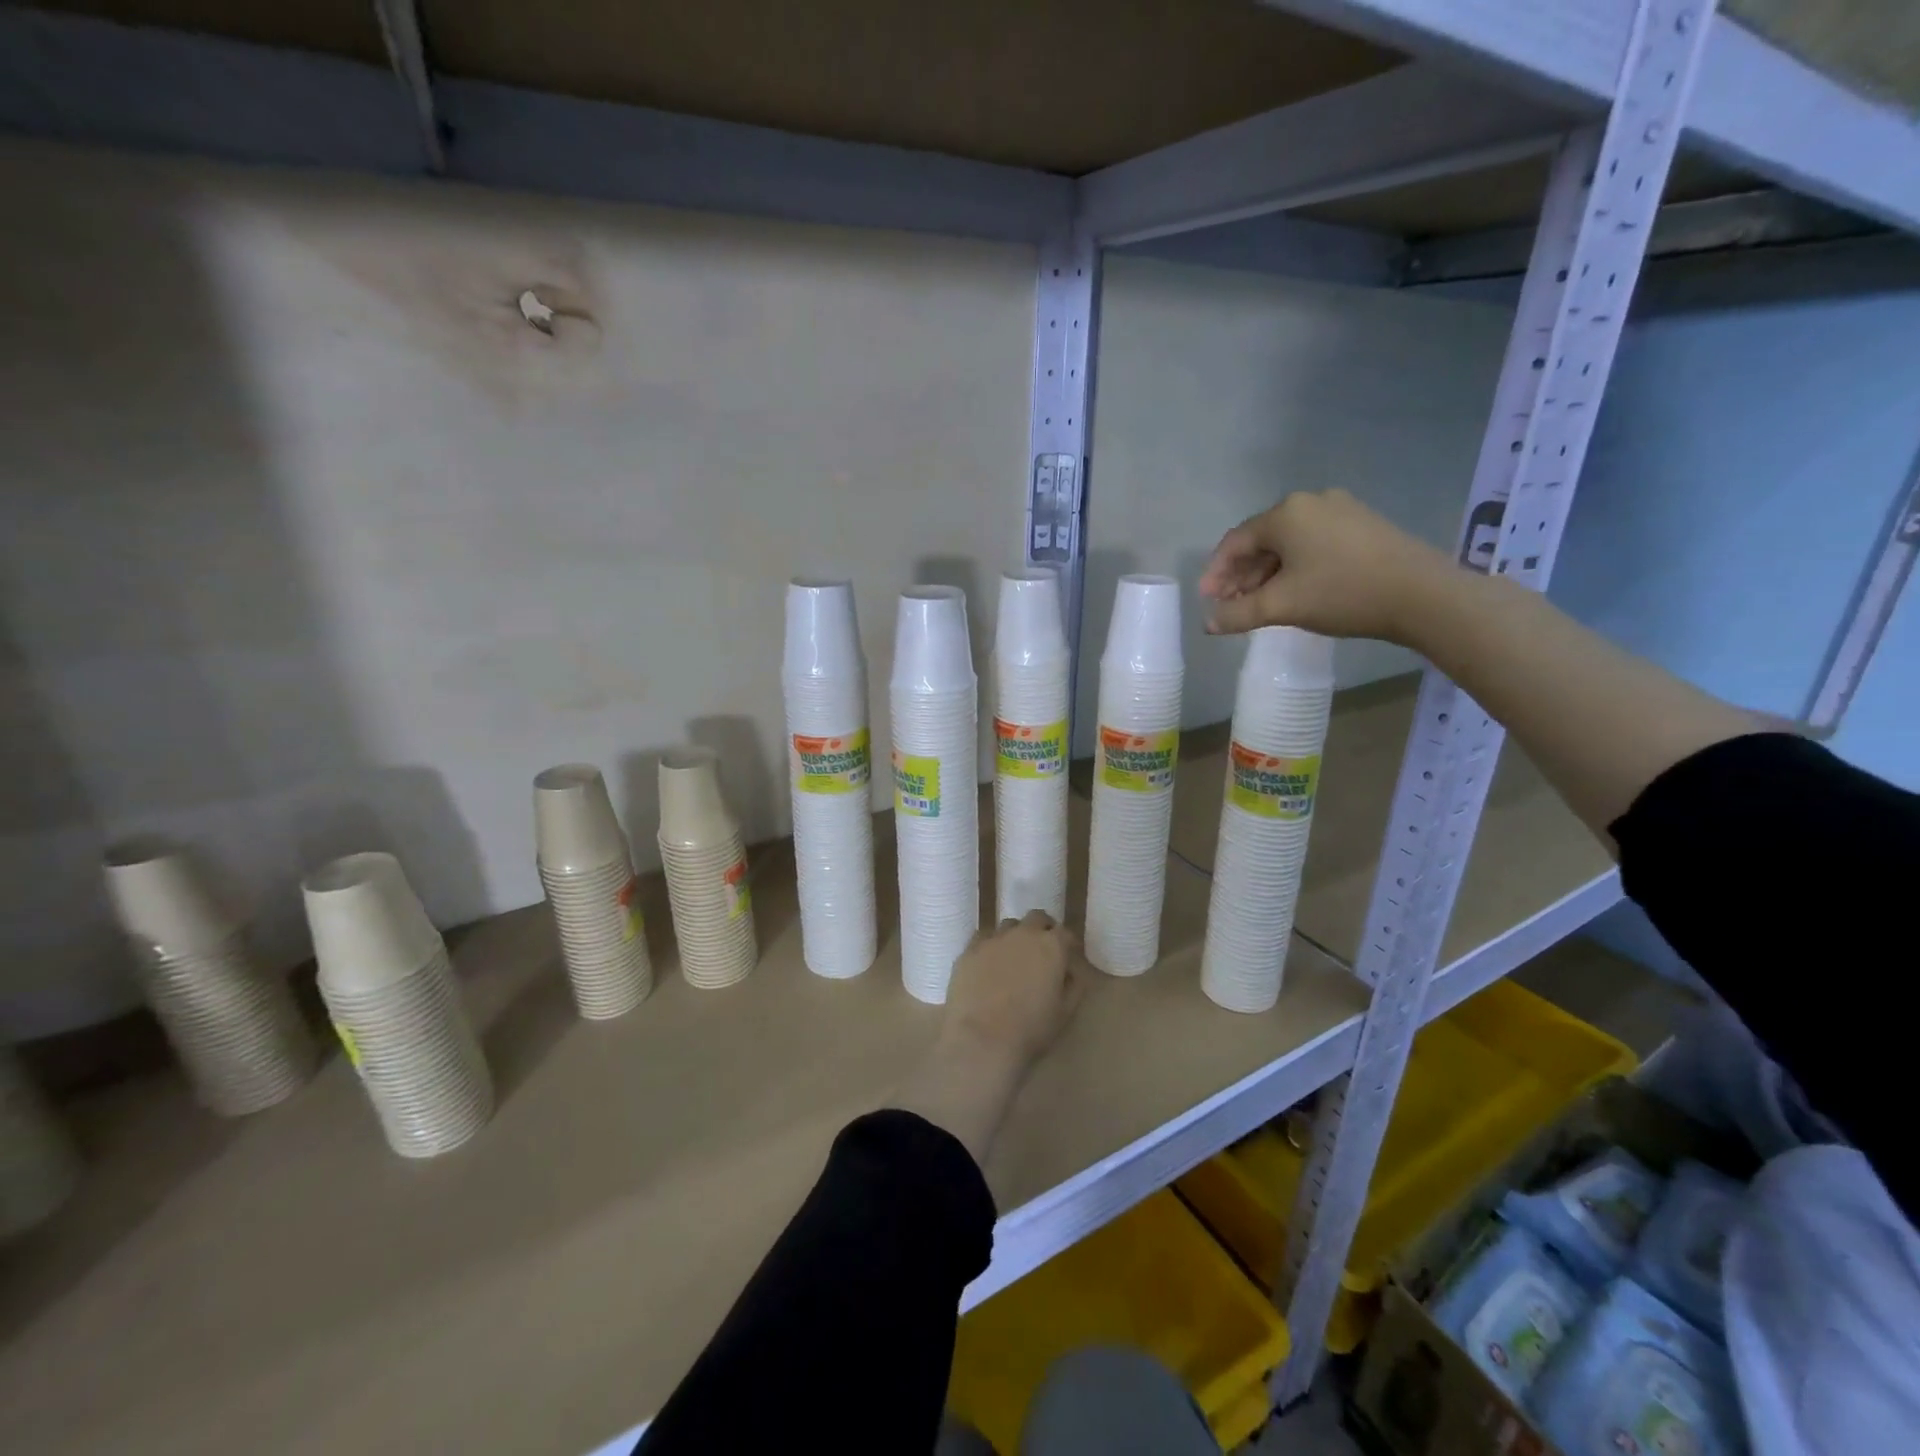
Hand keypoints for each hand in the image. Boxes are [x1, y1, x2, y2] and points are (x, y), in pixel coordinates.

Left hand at [942, 910, 1083, 1069]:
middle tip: (1043, 949)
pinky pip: (983, 938)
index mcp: (1051, 946)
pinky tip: (988, 963)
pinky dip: (990, 946)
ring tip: (1013, 957)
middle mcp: (1023, 934)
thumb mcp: (1065, 1012)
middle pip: (1036, 918)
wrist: (982, 1040)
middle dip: (1043, 929)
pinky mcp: (969, 949)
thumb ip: (1073, 986)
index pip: (1064, 932)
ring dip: (1016, 935)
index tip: (1068, 954)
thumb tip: (1070, 971)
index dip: (1068, 943)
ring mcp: (993, 939)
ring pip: (1008, 926)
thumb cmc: (1030, 1030)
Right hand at [1198, 489, 1453, 643]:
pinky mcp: (1363, 525)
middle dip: (1241, 574)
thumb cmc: (1342, 593)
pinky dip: (1295, 566)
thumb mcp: (1282, 606)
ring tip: (1259, 603)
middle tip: (1230, 605)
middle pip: (1262, 540)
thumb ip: (1238, 614)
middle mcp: (1311, 502)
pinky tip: (1295, 590)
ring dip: (1267, 573)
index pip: (1236, 541)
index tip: (1208, 599)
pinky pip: (1314, 543)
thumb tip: (1208, 623)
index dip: (1217, 571)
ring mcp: (1341, 510)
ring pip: (1289, 543)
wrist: (1422, 594)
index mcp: (1286, 513)